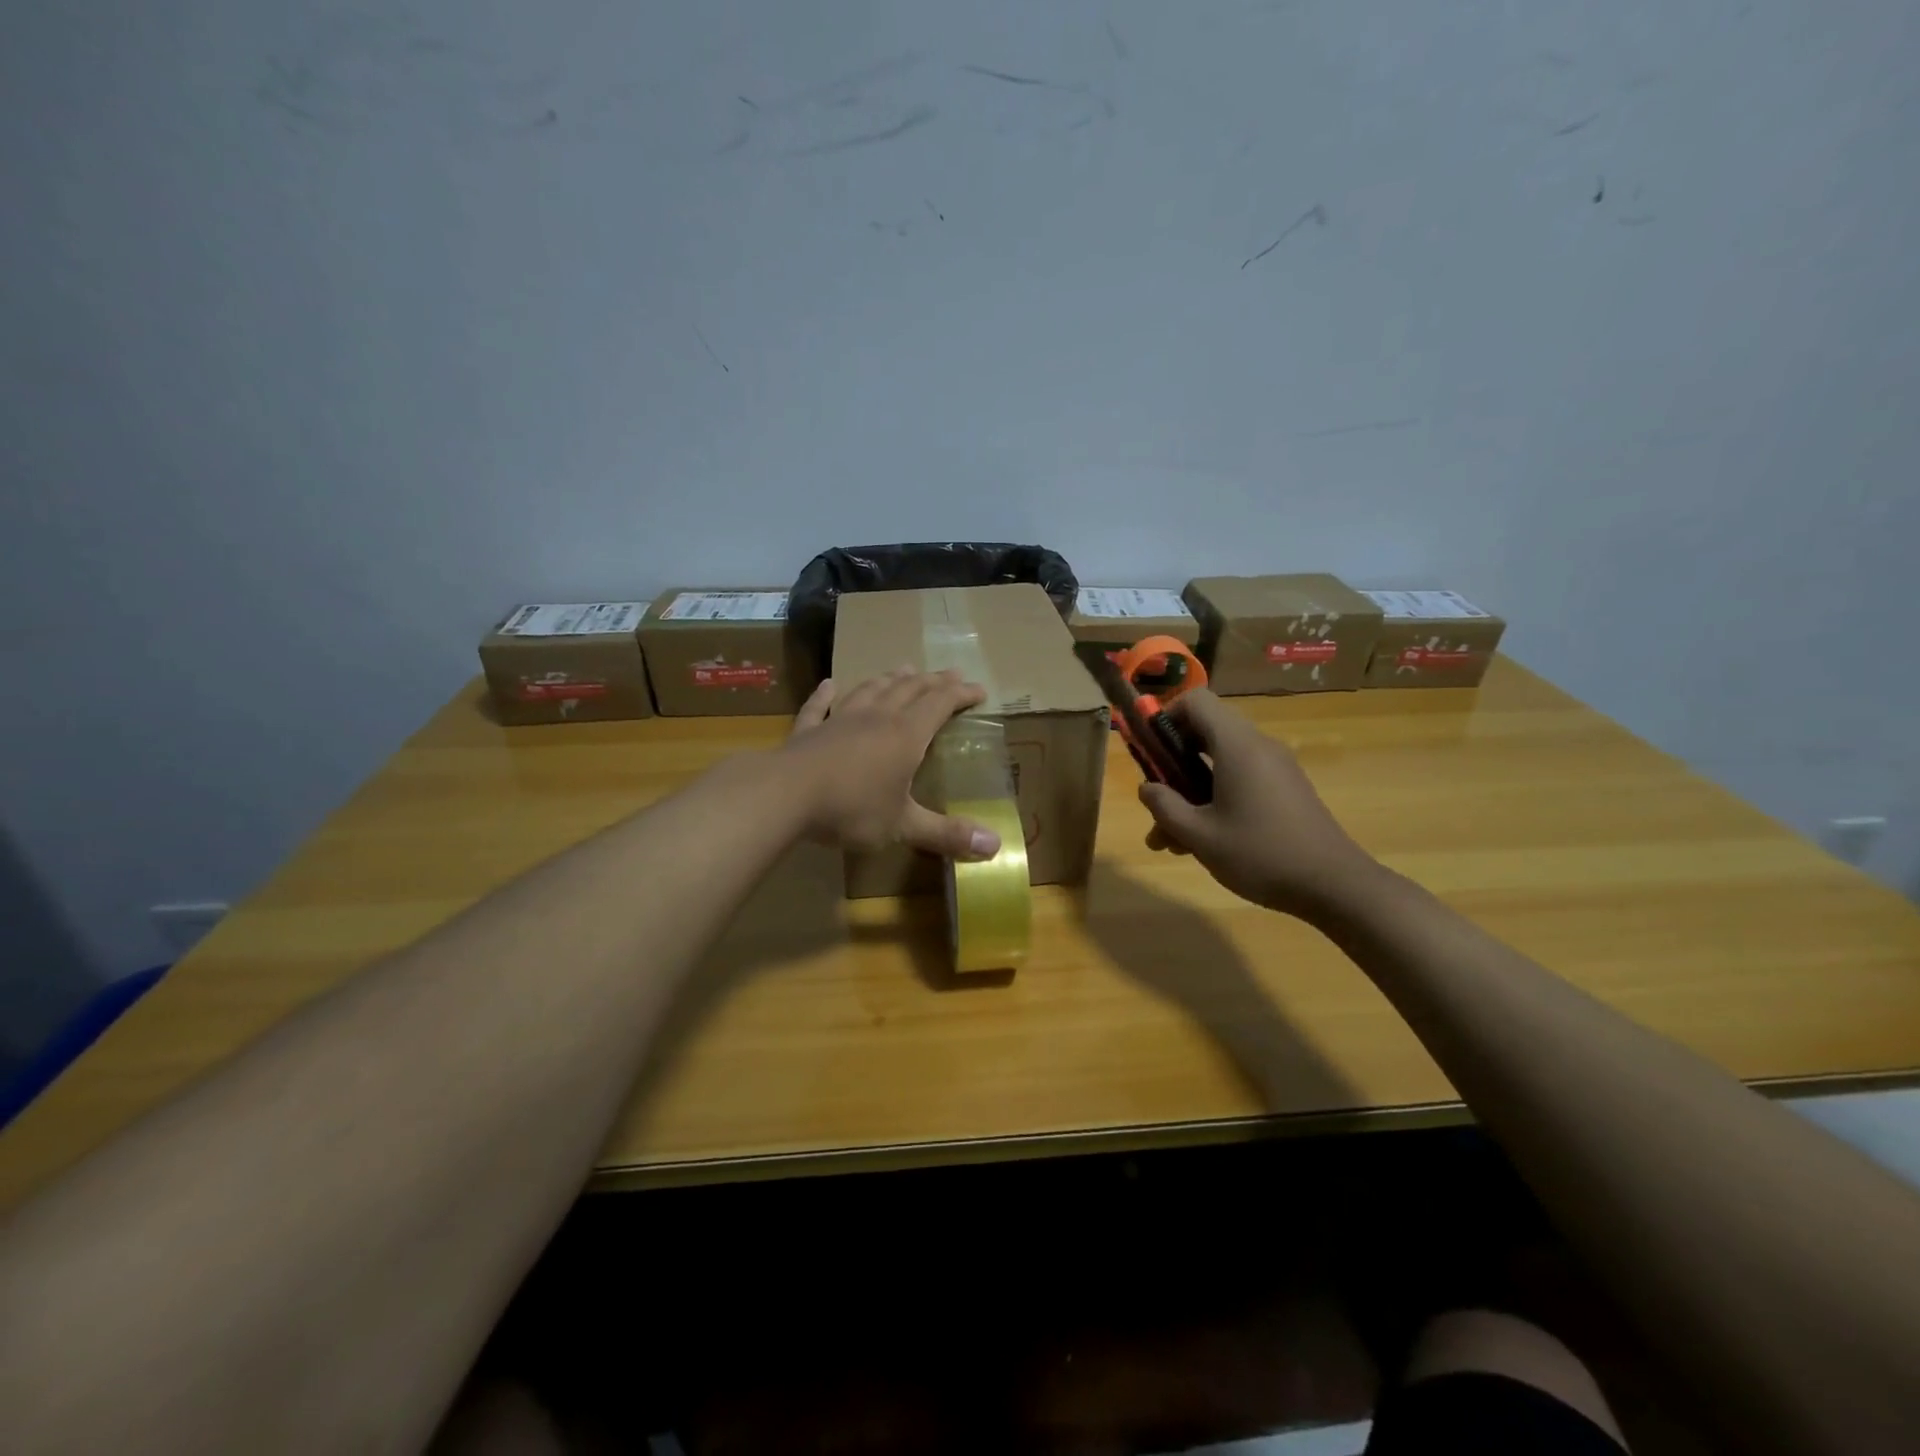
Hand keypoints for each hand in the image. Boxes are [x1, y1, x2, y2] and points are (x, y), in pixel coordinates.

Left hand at [782, 669, 1002, 859]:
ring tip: (904, 669)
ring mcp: (840, 720)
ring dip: (890, 679)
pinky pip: (819, 707)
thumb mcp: (903, 825)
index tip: (979, 689)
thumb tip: (996, 848)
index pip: (940, 704)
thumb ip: (947, 834)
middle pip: (909, 690)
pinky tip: (829, 684)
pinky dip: (826, 695)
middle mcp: (877, 718)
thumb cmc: (851, 808)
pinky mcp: (808, 731)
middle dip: (932, 681)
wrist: (785, 795)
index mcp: (905, 735)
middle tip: (950, 673)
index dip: (961, 694)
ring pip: (871, 690)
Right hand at [1137, 689, 1379, 917]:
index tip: (1150, 751)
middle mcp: (1258, 747)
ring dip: (1190, 791)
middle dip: (1172, 764)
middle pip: (1205, 732)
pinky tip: (1202, 842)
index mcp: (1237, 746)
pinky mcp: (1285, 790)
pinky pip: (1240, 780)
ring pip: (1219, 764)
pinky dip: (1215, 799)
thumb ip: (1165, 807)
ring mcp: (1275, 768)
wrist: (1335, 886)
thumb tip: (1146, 787)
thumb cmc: (1261, 854)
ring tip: (1169, 840)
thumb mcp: (1200, 835)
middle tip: (1154, 800)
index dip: (1166, 716)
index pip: (1196, 701)